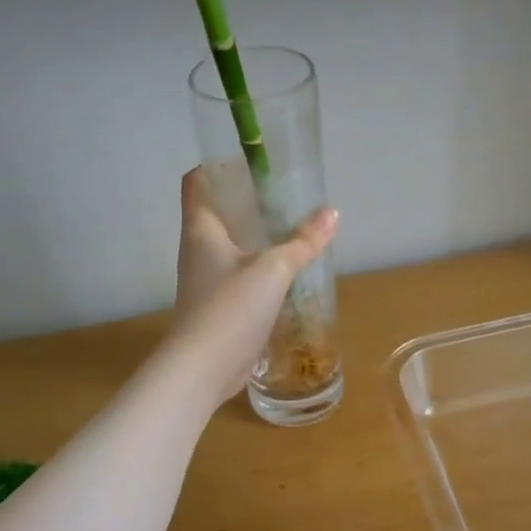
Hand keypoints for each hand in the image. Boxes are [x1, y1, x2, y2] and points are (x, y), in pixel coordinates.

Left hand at [164, 168, 337, 412]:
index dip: (218, 165)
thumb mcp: (272, 270)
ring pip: (232, 247)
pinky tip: (288, 274)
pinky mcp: (219, 307)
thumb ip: (302, 242)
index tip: (251, 160)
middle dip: (249, 202)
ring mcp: (207, 281)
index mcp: (201, 229)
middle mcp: (198, 250)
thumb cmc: (229, 309)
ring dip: (258, 238)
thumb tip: (332, 213)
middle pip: (219, 213)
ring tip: (293, 230)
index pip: (198, 181)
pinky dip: (261, 269)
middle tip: (286, 195)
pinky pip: (240, 277)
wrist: (202, 370)